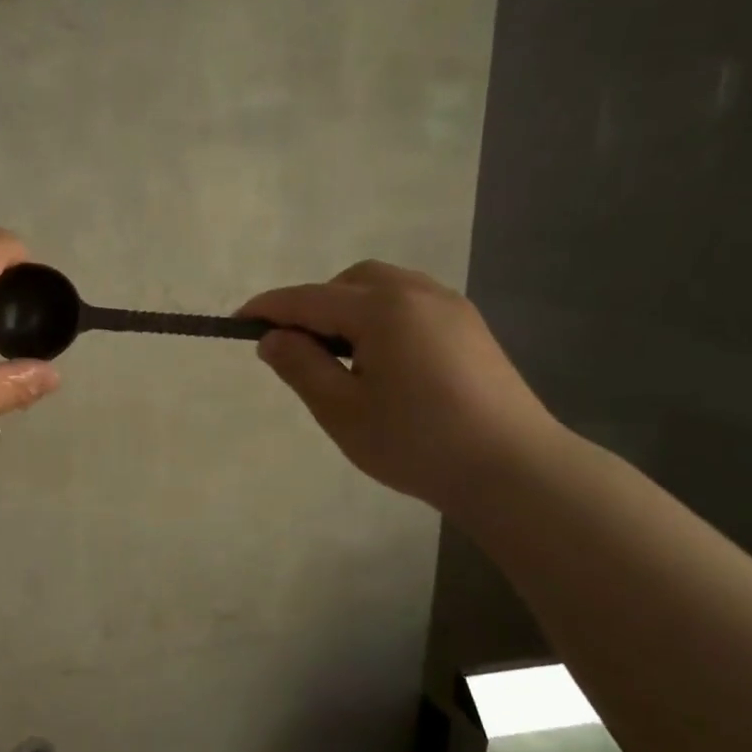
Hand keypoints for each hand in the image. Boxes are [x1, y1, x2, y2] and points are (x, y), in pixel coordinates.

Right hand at [240, 263, 558, 512]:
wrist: (514, 469)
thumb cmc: (416, 442)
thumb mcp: (341, 410)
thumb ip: (300, 366)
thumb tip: (272, 338)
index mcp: (382, 308)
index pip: (308, 299)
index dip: (268, 309)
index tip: (237, 321)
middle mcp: (417, 292)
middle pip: (348, 282)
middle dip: (314, 305)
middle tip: (299, 349)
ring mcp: (450, 307)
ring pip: (382, 288)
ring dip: (349, 309)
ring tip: (341, 357)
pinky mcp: (470, 327)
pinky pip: (410, 304)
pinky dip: (381, 318)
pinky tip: (383, 360)